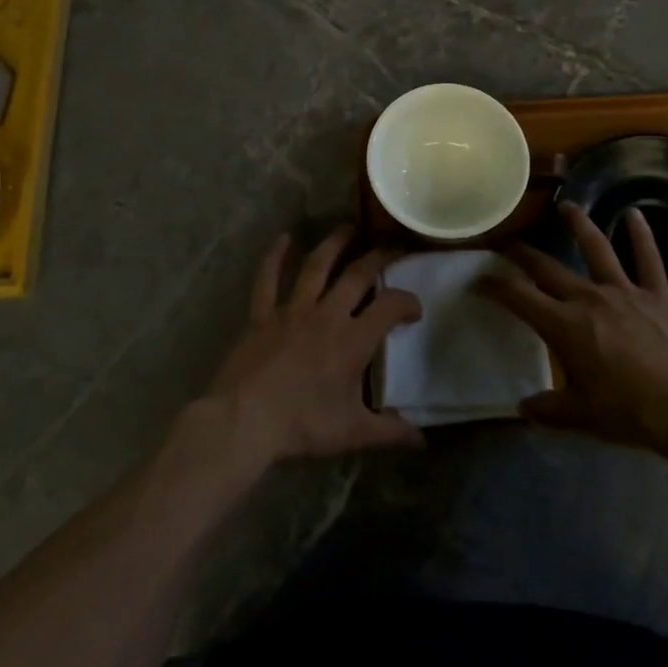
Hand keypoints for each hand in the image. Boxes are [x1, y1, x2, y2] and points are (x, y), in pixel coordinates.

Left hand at [203, 227, 424, 467]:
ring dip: (334, 243)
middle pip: (358, 275)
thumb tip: (422, 439)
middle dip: (379, 257)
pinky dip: (274, 257)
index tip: (414, 309)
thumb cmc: (302, 425)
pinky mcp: (263, 314)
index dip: (408, 302)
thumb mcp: (352, 433)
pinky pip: (267, 279)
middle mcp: (327, 315)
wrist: (245, 420)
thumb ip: (390, 432)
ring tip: (348, 226)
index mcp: (353, 340)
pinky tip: (283, 238)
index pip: (390, 307)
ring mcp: (292, 310)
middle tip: (393, 246)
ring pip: (317, 266)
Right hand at [480, 204, 667, 455]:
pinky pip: (648, 259)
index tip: (478, 281)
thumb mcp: (580, 418)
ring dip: (578, 225)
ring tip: (566, 206)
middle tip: (507, 243)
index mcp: (564, 326)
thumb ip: (547, 410)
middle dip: (522, 254)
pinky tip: (635, 214)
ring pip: (596, 249)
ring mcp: (624, 291)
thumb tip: (523, 409)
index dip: (494, 286)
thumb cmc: (630, 413)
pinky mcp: (656, 294)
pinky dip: (641, 235)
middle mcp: (588, 298)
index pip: (518, 297)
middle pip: (547, 268)